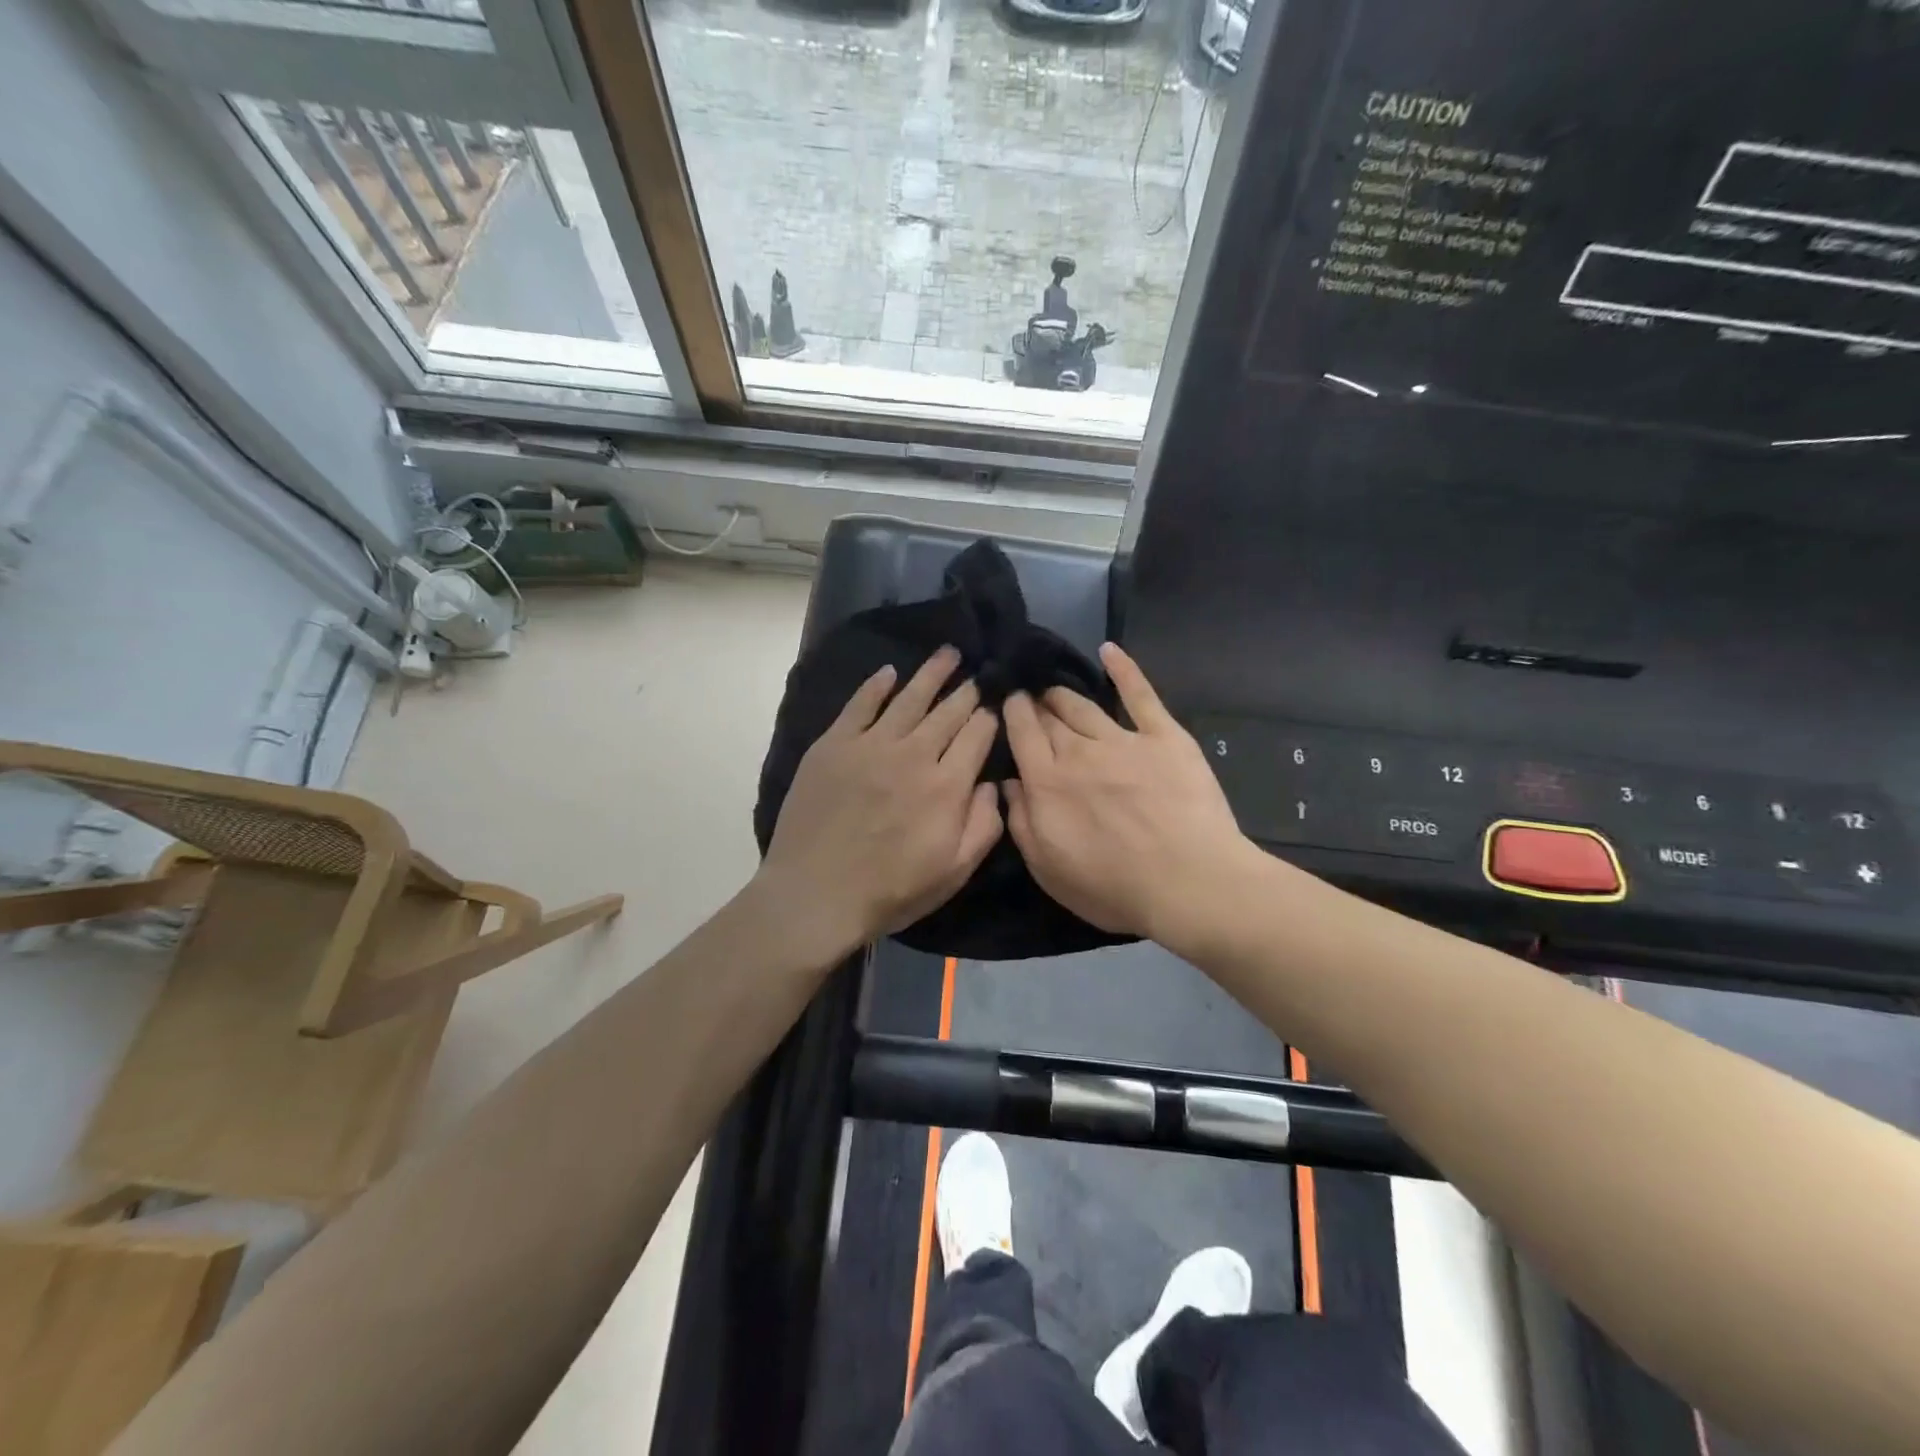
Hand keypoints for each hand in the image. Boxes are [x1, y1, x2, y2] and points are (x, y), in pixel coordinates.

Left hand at [756, 646, 1003, 964]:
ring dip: (931, 673)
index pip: (977, 736)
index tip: (994, 708)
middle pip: (948, 711)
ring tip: (948, 653)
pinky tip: (889, 673)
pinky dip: (876, 686)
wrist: (816, 895)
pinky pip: (859, 705)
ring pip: (909, 698)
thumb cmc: (891, 891)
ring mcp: (871, 745)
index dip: (989, 718)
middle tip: (976, 674)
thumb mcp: (955, 872)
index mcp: (947, 785)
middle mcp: (913, 754)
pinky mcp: (834, 745)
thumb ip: (984, 825)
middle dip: (966, 691)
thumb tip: (991, 783)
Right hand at [1003, 643, 1258, 950]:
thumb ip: (1021, 823)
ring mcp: (1123, 739)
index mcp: (1047, 782)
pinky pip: (1140, 695)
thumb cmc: (1114, 888)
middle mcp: (1079, 752)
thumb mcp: (1048, 869)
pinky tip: (1110, 650)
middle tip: (1030, 698)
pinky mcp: (1164, 736)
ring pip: (1084, 705)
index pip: (1022, 734)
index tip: (1008, 702)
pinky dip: (1124, 669)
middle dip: (1035, 703)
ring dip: (1064, 694)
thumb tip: (1009, 784)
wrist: (1189, 882)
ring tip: (1055, 689)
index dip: (1012, 713)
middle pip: (1050, 717)